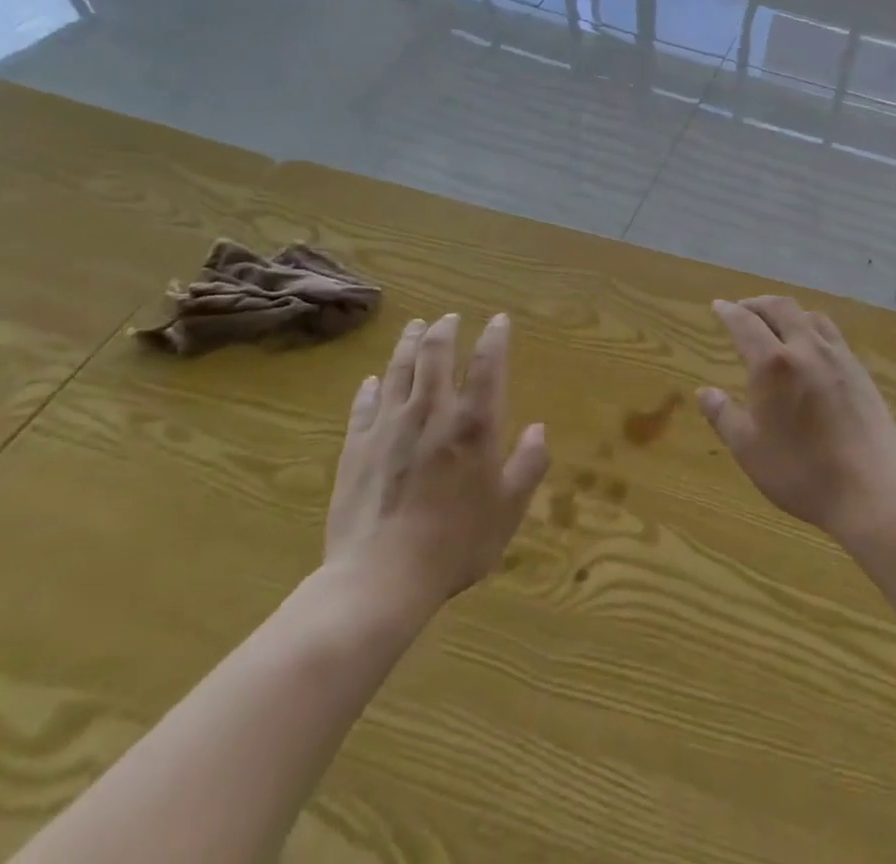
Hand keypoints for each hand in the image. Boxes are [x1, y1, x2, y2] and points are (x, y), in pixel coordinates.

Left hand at [324, 312, 548, 608]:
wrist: (380, 578)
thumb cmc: (456, 543)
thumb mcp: (508, 509)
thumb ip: (529, 465)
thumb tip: (539, 429)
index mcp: (473, 423)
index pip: (488, 364)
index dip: (495, 337)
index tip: (499, 320)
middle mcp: (431, 411)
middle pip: (436, 355)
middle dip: (445, 330)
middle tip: (450, 317)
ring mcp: (388, 426)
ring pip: (399, 370)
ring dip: (409, 344)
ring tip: (416, 326)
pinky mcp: (356, 447)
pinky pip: (364, 406)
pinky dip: (370, 388)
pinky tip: (372, 381)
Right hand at [699, 296, 895, 542]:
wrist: (871, 492)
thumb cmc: (801, 473)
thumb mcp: (749, 450)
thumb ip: (723, 416)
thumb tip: (704, 392)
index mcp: (774, 364)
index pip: (746, 323)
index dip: (729, 312)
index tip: (718, 306)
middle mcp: (806, 349)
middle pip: (780, 308)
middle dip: (757, 303)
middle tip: (743, 309)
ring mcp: (839, 357)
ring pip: (810, 316)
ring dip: (787, 312)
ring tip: (776, 324)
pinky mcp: (861, 372)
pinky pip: (831, 335)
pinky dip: (811, 329)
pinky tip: (811, 350)